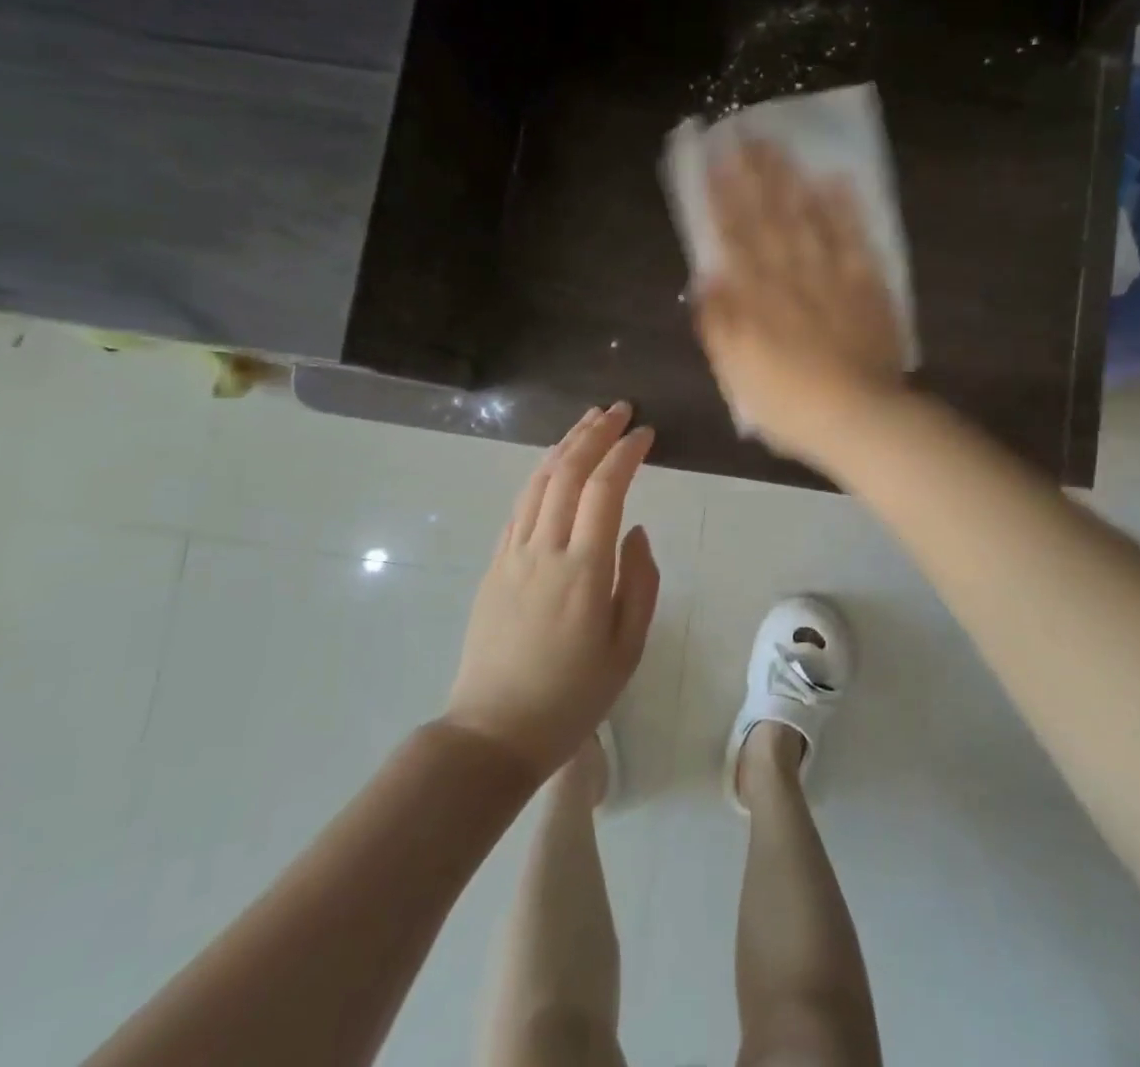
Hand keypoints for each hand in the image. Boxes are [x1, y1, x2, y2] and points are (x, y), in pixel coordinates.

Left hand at [444, 403, 660, 780]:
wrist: (493, 731)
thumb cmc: (572, 696)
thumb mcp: (627, 649)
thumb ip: (639, 582)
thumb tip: (636, 530)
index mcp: (583, 570)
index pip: (605, 490)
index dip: (625, 453)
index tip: (645, 432)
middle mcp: (544, 550)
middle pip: (567, 472)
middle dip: (595, 433)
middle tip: (619, 408)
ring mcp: (512, 554)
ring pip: (538, 482)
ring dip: (565, 445)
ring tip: (588, 421)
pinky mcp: (494, 565)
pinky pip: (519, 506)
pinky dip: (540, 475)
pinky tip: (553, 465)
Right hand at [693, 141, 906, 462]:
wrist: (858, 418)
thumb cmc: (789, 403)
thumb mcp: (737, 373)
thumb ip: (718, 326)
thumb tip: (706, 279)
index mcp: (756, 298)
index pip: (734, 238)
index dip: (721, 198)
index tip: (712, 161)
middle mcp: (790, 277)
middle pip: (768, 218)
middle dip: (752, 175)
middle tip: (742, 133)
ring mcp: (831, 276)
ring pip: (807, 219)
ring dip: (791, 180)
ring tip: (778, 144)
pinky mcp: (867, 285)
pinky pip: (855, 239)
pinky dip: (845, 209)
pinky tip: (836, 178)